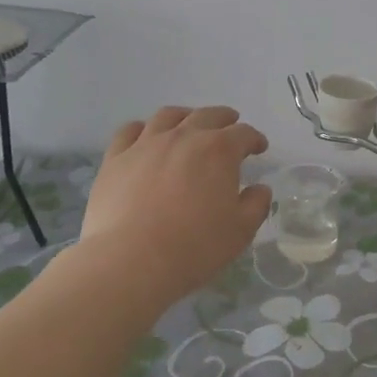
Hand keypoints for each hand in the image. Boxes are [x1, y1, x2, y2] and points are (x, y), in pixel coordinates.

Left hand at [80, 106, 271, 298]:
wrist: (131, 260)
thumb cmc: (194, 247)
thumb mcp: (240, 231)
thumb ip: (256, 204)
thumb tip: (260, 188)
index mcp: (219, 151)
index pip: (244, 134)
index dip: (254, 139)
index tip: (259, 148)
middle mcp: (184, 137)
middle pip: (208, 116)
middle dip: (224, 119)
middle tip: (230, 125)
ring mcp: (146, 144)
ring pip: (168, 116)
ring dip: (185, 116)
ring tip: (189, 123)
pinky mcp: (116, 158)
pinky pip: (129, 131)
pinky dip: (142, 129)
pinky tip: (145, 137)